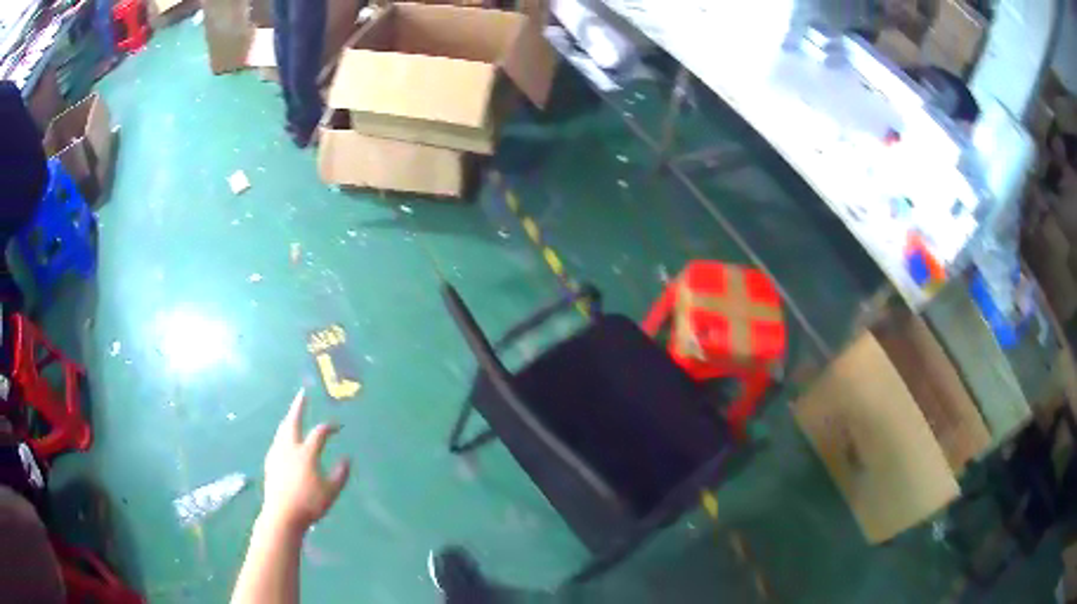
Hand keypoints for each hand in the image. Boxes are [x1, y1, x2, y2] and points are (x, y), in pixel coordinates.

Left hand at [260, 388, 350, 532]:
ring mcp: (277, 454)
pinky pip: (277, 441)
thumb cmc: (309, 504)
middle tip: (302, 394)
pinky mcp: (270, 463)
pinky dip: (283, 434)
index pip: (319, 433)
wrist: (282, 515)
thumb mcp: (331, 492)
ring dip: (288, 419)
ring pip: (282, 430)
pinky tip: (283, 440)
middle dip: (298, 407)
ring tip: (292, 415)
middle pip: (292, 421)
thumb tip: (347, 459)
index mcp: (306, 453)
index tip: (338, 427)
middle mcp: (290, 448)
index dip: (330, 427)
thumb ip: (340, 474)